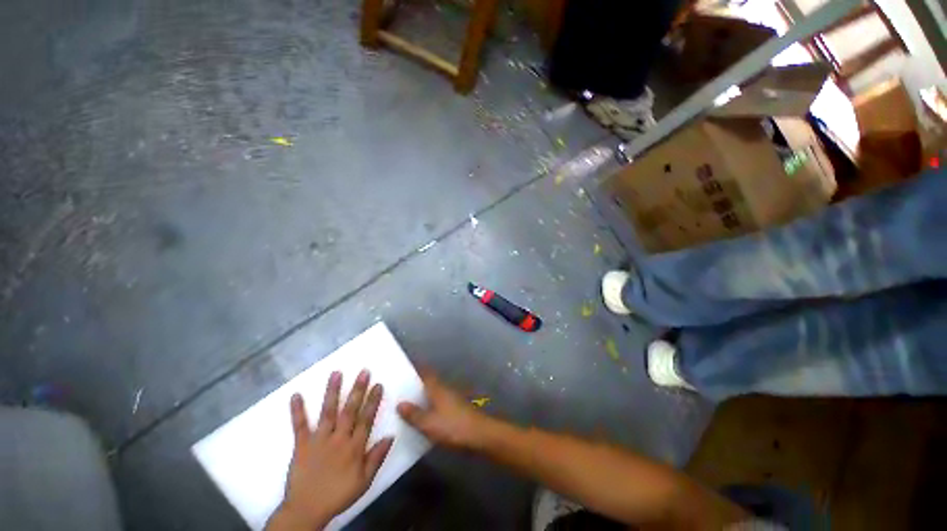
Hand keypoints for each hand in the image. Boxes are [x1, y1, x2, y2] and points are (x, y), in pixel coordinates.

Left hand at [268, 370, 393, 530]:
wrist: (306, 511)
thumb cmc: (338, 494)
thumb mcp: (364, 481)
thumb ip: (377, 457)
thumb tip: (391, 436)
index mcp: (354, 447)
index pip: (366, 419)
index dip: (373, 401)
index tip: (378, 384)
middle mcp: (338, 439)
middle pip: (350, 410)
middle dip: (357, 390)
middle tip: (364, 372)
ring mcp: (319, 440)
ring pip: (328, 412)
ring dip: (332, 392)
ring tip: (336, 374)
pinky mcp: (301, 445)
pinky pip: (299, 426)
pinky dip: (297, 411)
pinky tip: (296, 395)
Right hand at [396, 371, 487, 449]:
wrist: (479, 435)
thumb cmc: (453, 426)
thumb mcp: (429, 423)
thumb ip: (414, 414)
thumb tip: (399, 403)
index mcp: (437, 388)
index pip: (425, 373)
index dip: (416, 368)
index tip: (404, 367)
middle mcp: (444, 389)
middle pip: (429, 382)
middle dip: (416, 383)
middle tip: (399, 387)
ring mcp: (451, 399)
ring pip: (433, 393)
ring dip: (422, 395)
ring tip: (407, 402)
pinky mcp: (455, 410)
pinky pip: (438, 403)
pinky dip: (429, 405)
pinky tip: (422, 416)